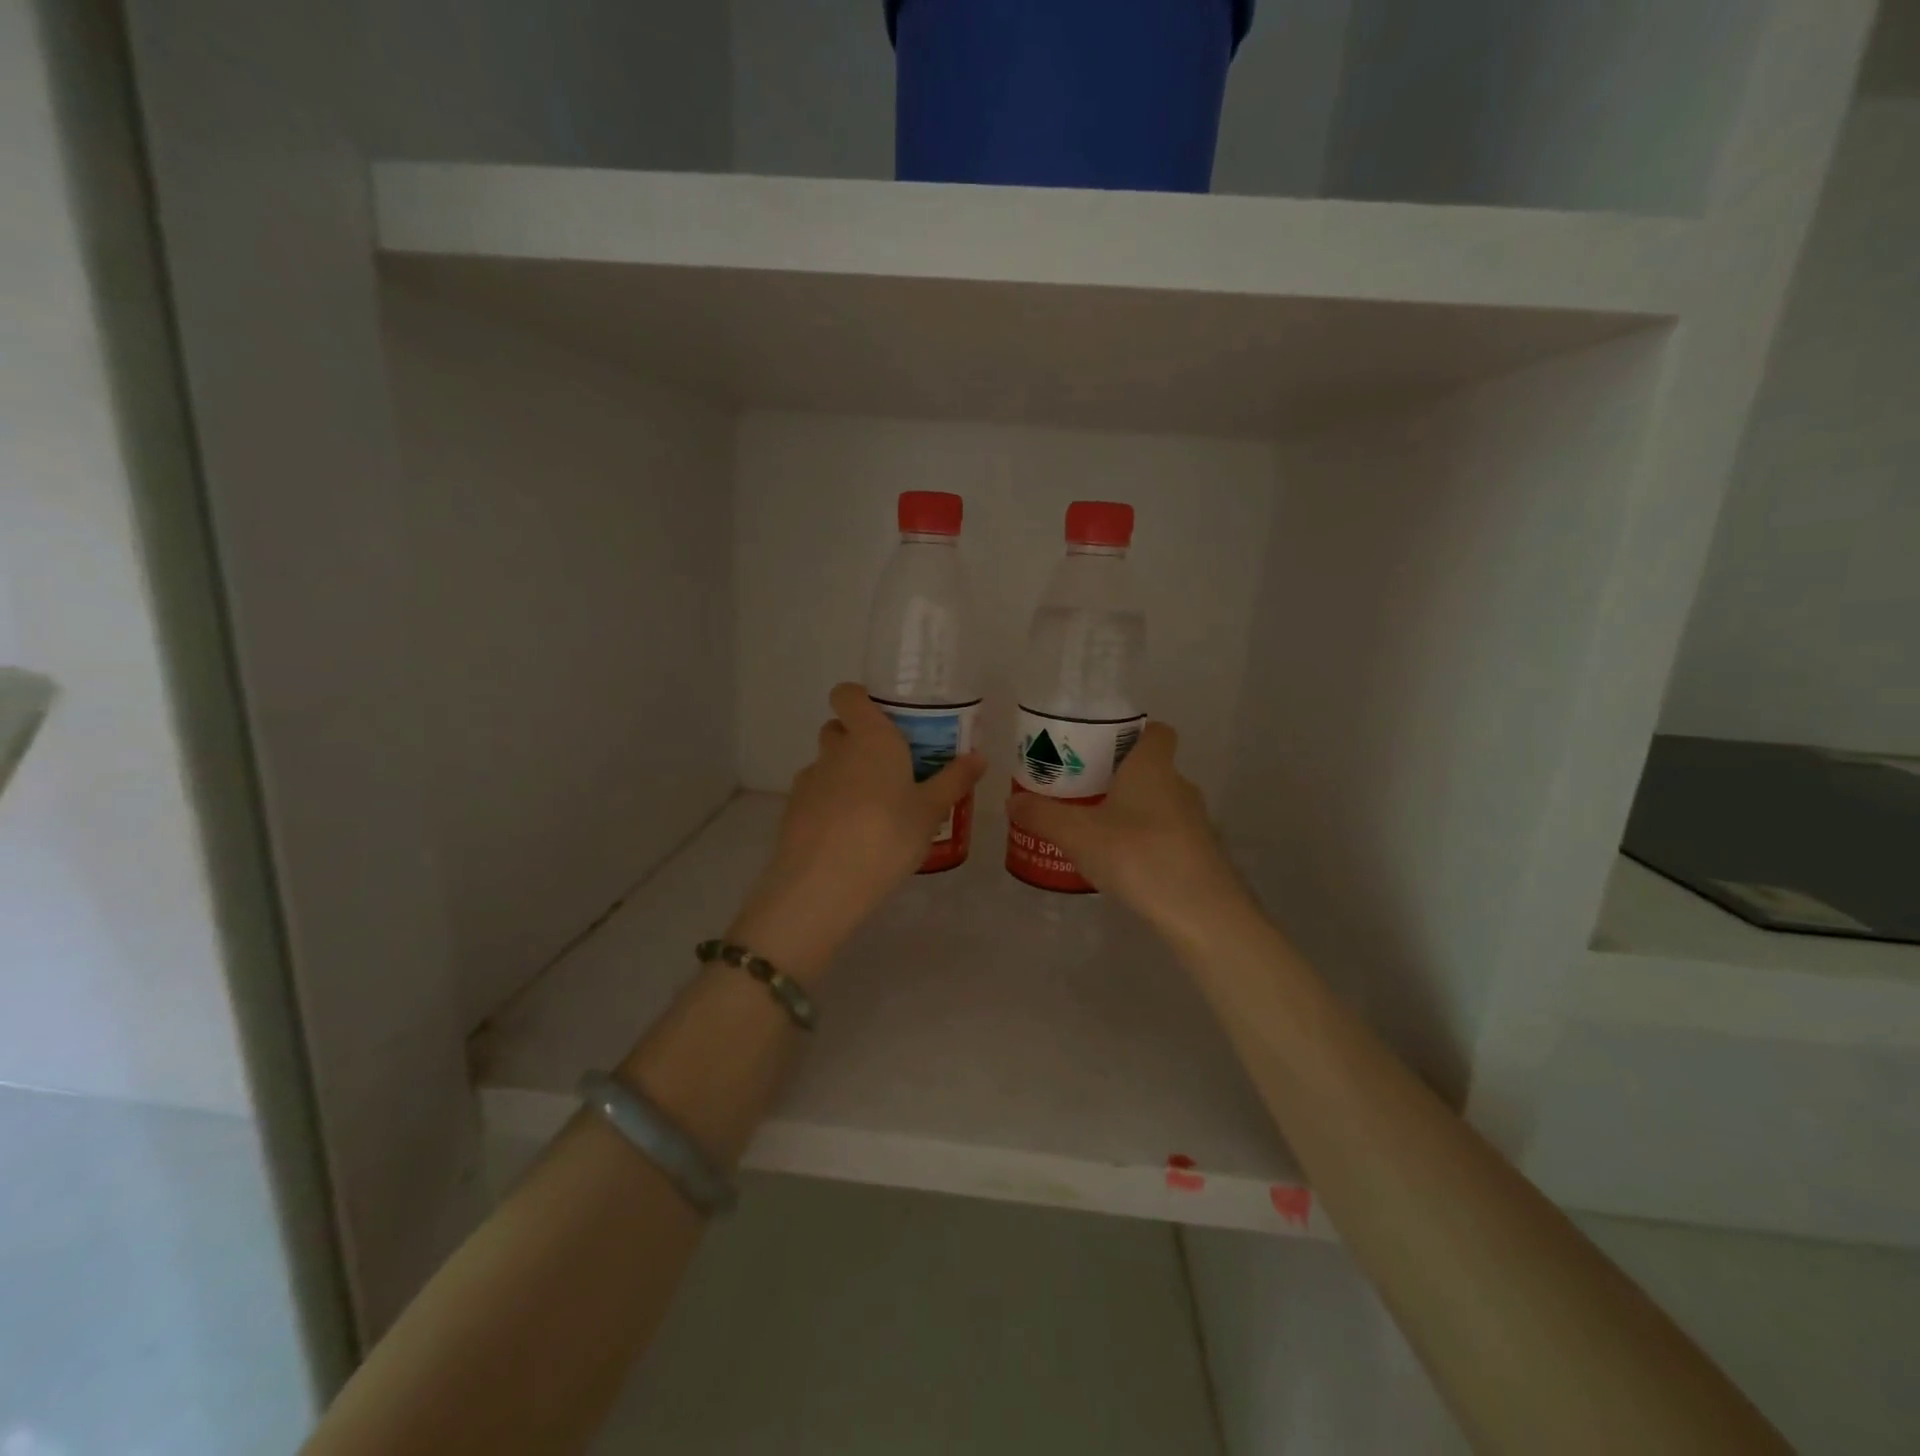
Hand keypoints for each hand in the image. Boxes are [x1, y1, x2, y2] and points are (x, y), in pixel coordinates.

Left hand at [729, 682, 985, 982]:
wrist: (823, 884)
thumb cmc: (887, 836)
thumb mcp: (930, 812)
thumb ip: (953, 781)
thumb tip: (978, 757)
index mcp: (870, 738)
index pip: (848, 694)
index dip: (860, 698)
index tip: (884, 717)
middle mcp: (835, 750)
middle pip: (838, 728)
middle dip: (858, 739)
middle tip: (889, 767)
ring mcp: (809, 779)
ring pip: (827, 764)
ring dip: (845, 774)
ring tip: (872, 809)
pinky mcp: (793, 810)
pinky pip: (815, 794)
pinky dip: (829, 804)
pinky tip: (848, 835)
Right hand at [1006, 723, 1250, 943]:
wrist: (1199, 911)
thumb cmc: (1137, 854)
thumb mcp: (1077, 834)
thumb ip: (1043, 816)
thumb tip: (1013, 802)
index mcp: (1152, 767)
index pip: (1156, 731)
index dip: (1133, 733)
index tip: (1102, 747)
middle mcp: (1179, 786)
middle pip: (1151, 769)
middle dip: (1119, 777)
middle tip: (1082, 791)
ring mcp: (1194, 822)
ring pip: (1158, 804)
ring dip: (1131, 812)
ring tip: (1094, 830)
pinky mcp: (1199, 854)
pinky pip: (1166, 834)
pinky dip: (1144, 841)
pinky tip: (1119, 863)